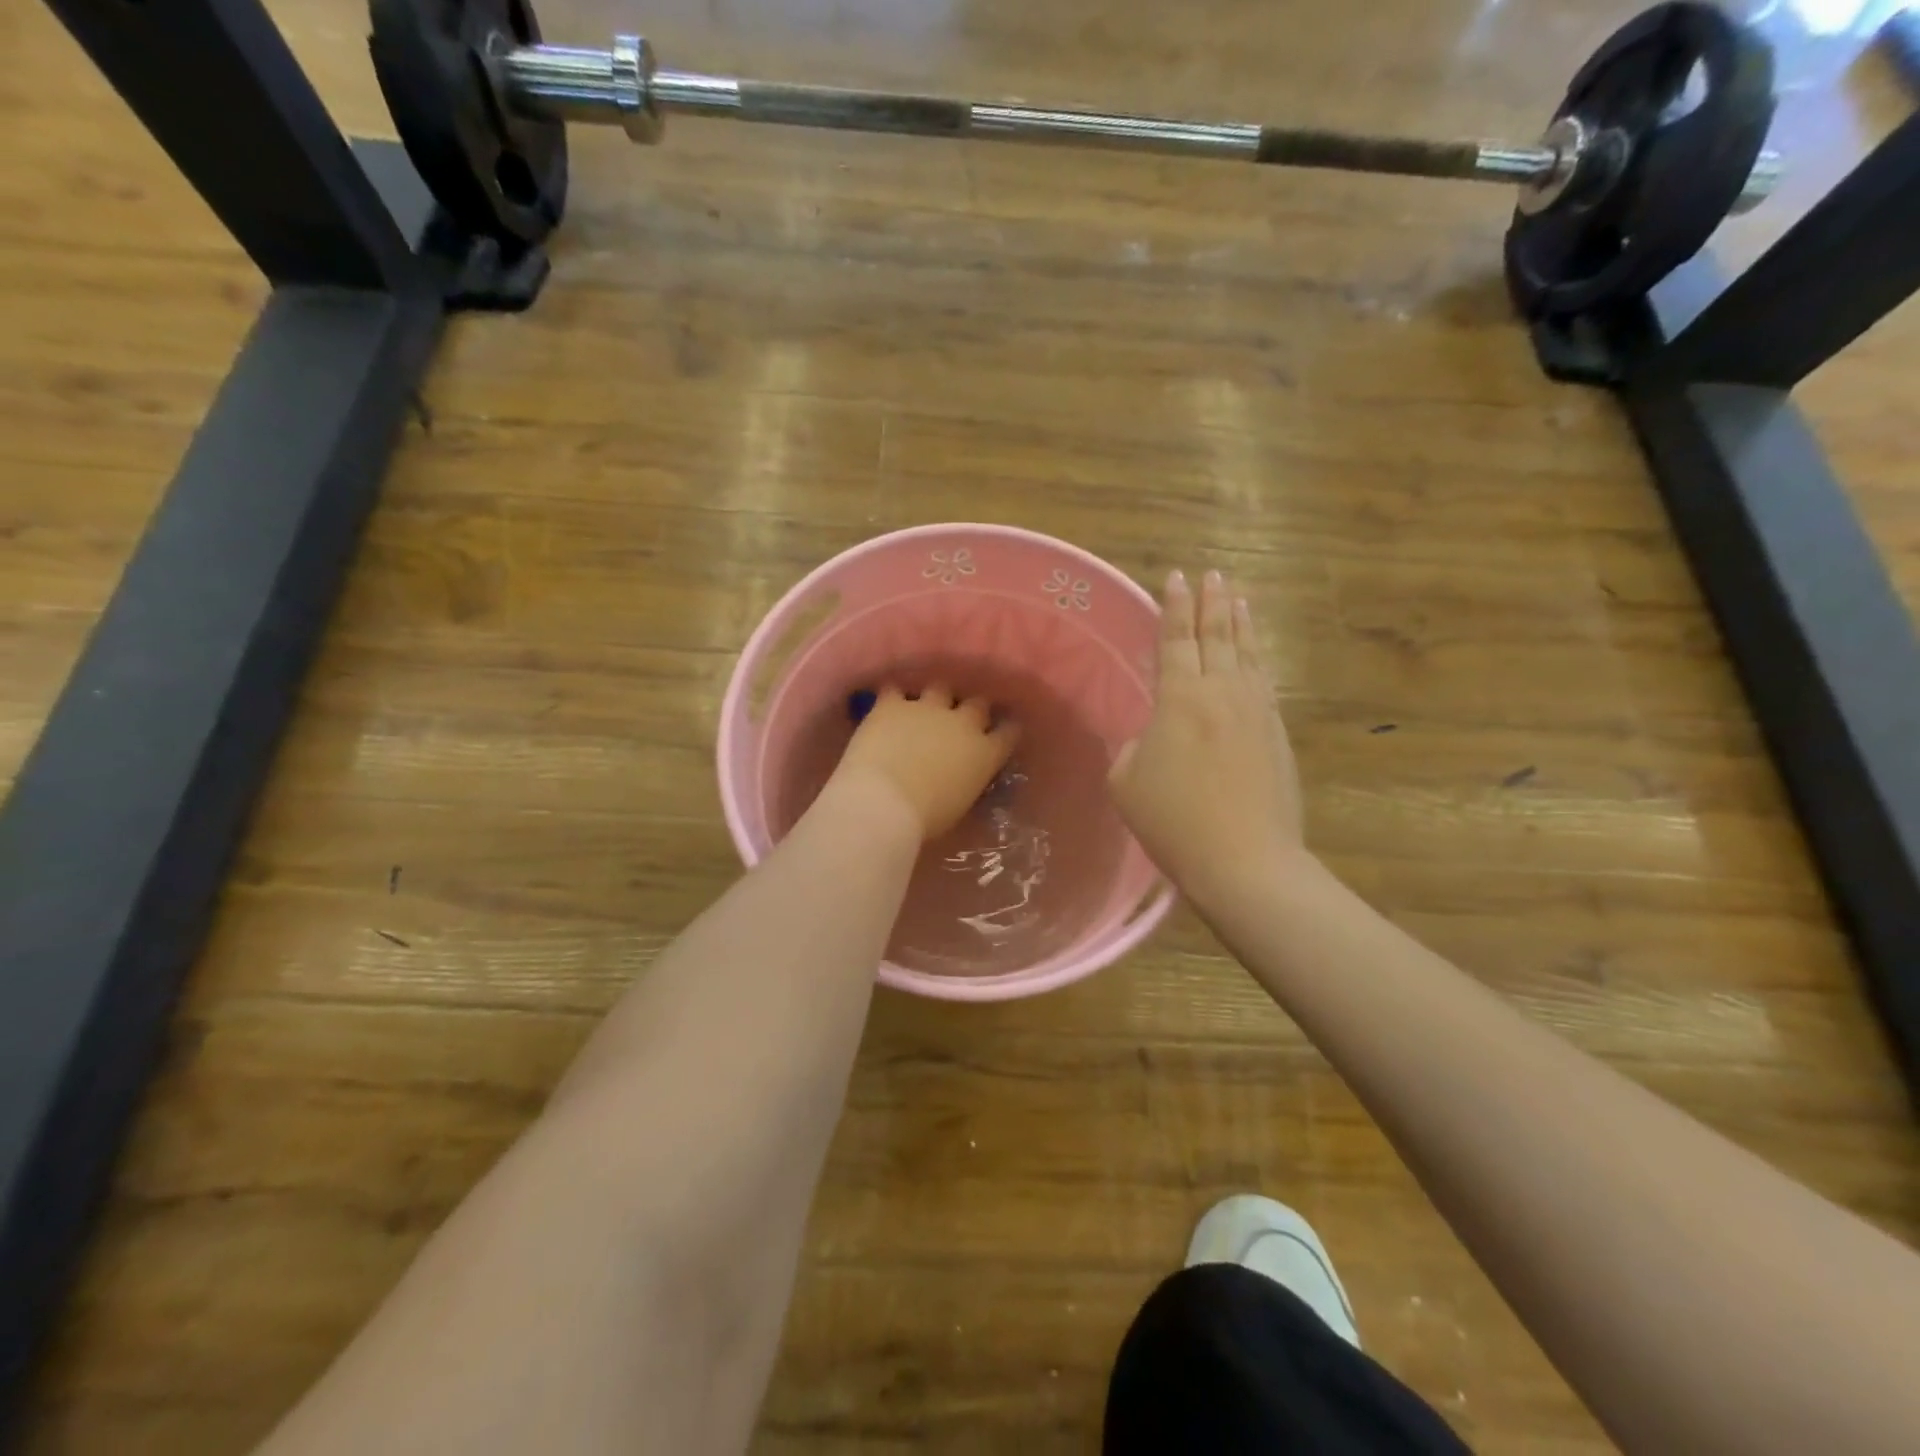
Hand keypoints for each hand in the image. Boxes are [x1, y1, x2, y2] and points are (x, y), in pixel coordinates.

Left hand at [829, 686, 1019, 841]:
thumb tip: (962, 779)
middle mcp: (963, 723)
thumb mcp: (960, 806)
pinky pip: (895, 691)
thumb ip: (967, 783)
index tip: (1004, 731)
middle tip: (963, 720)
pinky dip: (893, 698)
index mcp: (985, 754)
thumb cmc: (926, 820)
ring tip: (926, 707)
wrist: (884, 802)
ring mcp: (928, 709)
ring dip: (936, 698)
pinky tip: (888, 705)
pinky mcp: (893, 705)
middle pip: (978, 704)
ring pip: (941, 689)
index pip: (1009, 732)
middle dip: (973, 709)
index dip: (1007, 729)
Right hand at [1109, 570, 1303, 908]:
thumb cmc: (1174, 821)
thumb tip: (1154, 737)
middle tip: (1212, 573)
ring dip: (1240, 623)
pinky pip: (1264, 682)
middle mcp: (1222, 692)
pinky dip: (1257, 659)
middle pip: (1217, 636)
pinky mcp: (1277, 734)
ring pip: (1247, 654)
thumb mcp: (1126, 782)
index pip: (1176, 640)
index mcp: (1180, 699)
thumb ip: (1135, 747)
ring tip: (1237, 597)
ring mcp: (1257, 711)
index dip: (1173, 607)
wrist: (1246, 861)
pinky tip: (1255, 655)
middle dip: (1212, 602)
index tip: (1176, 577)